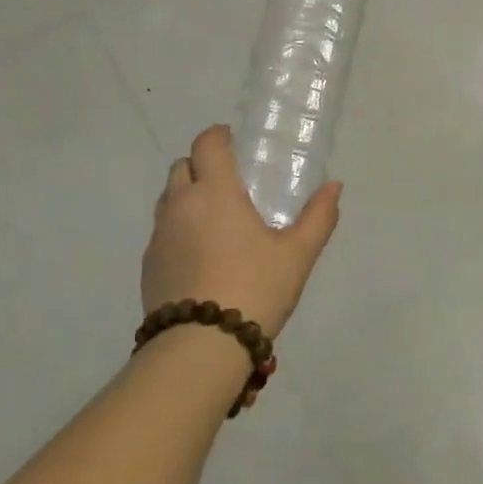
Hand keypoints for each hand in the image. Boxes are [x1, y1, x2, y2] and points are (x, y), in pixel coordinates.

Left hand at [141, 125, 341, 336]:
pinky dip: (179, 230)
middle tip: (229, 183)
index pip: (207, 144)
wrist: (200, 347)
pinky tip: (202, 257)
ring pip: (169, 199)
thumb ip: (318, 217)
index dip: (219, 136)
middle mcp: (180, 205)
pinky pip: (163, 232)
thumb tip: (334, 186)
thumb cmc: (255, 289)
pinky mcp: (148, 266)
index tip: (235, 143)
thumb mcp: (298, 254)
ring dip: (188, 197)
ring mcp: (159, 236)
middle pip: (182, 166)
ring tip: (216, 221)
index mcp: (215, 192)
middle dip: (202, 165)